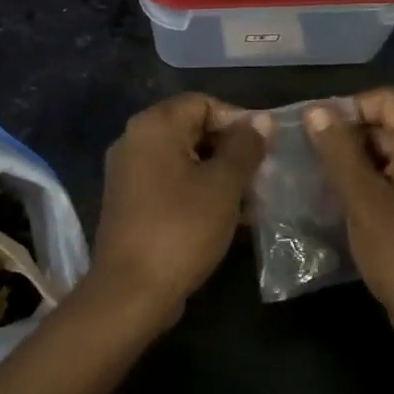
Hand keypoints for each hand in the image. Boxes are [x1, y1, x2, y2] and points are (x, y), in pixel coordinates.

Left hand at [90, 93, 269, 326]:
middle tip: (263, 176)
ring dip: (219, 175)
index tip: (265, 148)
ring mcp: (129, 172)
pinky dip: (199, 192)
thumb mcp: (222, 186)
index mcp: (153, 125)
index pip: (202, 103)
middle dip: (231, 150)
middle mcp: (135, 140)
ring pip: (184, 160)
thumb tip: (261, 120)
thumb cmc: (181, 228)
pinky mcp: (130, 201)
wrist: (131, 290)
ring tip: (254, 200)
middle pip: (192, 129)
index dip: (237, 120)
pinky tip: (230, 218)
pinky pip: (171, 184)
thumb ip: (244, 148)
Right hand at [304, 86, 393, 357]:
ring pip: (386, 151)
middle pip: (387, 123)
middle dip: (347, 134)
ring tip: (319, 177)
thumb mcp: (363, 200)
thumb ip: (338, 151)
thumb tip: (316, 110)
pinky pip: (392, 177)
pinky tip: (340, 200)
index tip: (319, 131)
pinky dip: (366, 180)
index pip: (388, 99)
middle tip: (312, 156)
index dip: (351, 106)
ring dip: (352, 159)